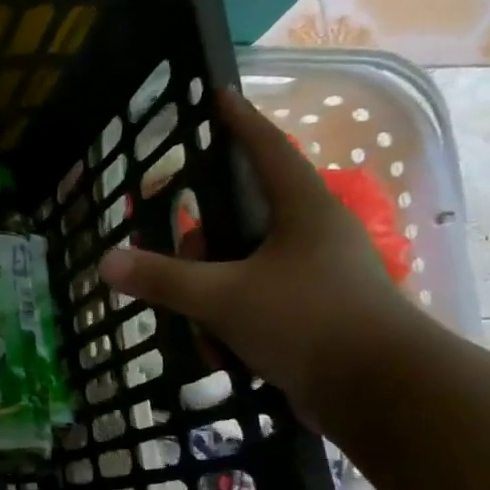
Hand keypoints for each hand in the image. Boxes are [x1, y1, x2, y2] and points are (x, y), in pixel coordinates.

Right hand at [98, 88, 432, 430]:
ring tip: (204, 336)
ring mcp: (314, 277)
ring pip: (240, 271)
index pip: (266, 149)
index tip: (218, 95)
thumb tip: (107, 261)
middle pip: (237, 222)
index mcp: (302, 210)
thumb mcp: (223, 298)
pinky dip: (230, 327)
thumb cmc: (307, 322)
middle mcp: (311, 235)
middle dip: (200, 251)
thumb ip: (163, 279)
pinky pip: (254, 306)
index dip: (239, 123)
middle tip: (180, 271)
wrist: (381, 393)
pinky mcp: (313, 315)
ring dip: (211, 302)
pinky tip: (221, 358)